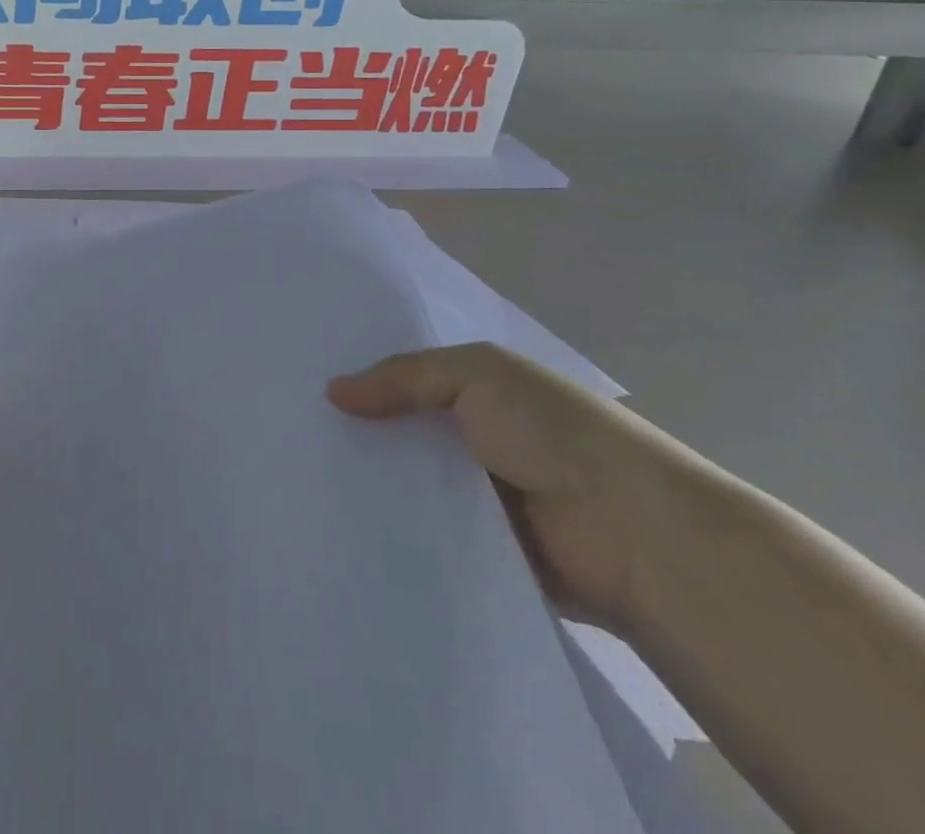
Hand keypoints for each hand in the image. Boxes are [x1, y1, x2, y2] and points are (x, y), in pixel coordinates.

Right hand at [327, 343, 709, 631]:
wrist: (634, 535)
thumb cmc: (554, 432)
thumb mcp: (475, 373)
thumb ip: (402, 377)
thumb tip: (332, 392)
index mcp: (483, 390)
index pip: (409, 378)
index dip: (364, 378)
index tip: (306, 383)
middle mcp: (478, 438)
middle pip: (404, 430)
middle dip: (359, 430)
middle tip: (289, 433)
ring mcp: (481, 496)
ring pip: (410, 482)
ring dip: (373, 482)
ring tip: (301, 479)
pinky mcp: (481, 550)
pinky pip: (426, 533)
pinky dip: (395, 528)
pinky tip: (343, 525)